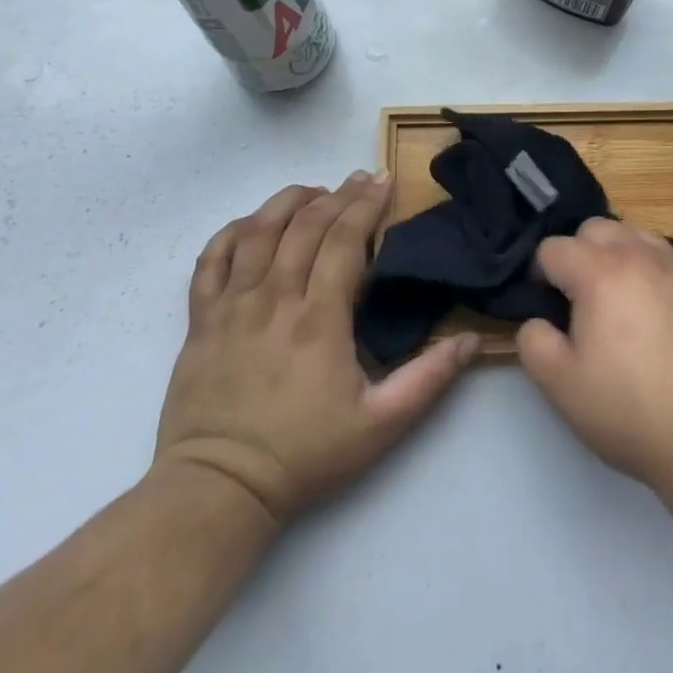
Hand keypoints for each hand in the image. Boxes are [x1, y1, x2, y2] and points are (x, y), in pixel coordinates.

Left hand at [154, 174, 479, 526]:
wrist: (216, 492)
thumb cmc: (303, 455)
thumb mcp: (380, 425)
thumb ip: (428, 379)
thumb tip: (471, 341)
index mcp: (319, 318)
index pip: (344, 239)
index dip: (366, 203)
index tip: (384, 180)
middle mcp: (274, 298)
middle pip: (306, 224)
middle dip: (338, 194)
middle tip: (360, 180)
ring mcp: (231, 305)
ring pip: (258, 230)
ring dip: (289, 201)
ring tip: (314, 190)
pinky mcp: (200, 319)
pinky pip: (212, 258)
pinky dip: (234, 230)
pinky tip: (253, 223)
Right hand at [516, 218, 672, 495]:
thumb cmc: (632, 411)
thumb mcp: (562, 387)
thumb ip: (533, 343)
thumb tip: (538, 321)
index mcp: (600, 272)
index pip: (553, 248)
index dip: (540, 276)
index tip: (547, 309)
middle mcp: (639, 254)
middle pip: (595, 228)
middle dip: (578, 255)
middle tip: (579, 302)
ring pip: (633, 235)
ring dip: (615, 256)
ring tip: (618, 303)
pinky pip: (665, 257)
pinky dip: (648, 269)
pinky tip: (655, 313)